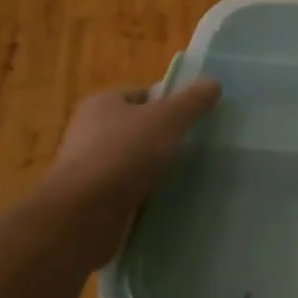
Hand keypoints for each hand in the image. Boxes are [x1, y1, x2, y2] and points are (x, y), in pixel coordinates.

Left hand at [34, 79, 221, 258]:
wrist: (84, 214)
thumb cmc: (124, 154)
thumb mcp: (167, 119)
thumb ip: (192, 101)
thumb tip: (213, 83)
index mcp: (102, 103)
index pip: (142, 95)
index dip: (169, 102)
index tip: (195, 118)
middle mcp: (91, 132)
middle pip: (138, 128)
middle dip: (164, 138)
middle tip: (196, 147)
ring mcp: (90, 168)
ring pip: (134, 161)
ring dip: (155, 168)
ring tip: (187, 175)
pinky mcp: (93, 200)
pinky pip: (128, 190)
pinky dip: (145, 194)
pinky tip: (167, 200)